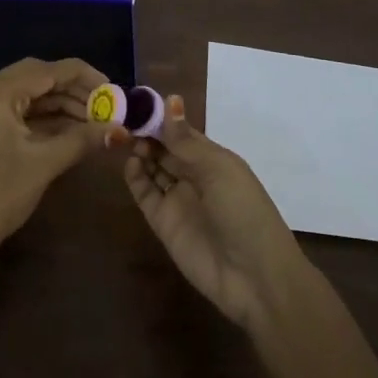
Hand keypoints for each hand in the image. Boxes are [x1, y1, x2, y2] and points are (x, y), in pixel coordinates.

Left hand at [0, 58, 119, 276]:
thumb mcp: (44, 164)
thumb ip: (82, 140)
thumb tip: (119, 130)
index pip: (47, 70)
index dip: (83, 76)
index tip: (113, 89)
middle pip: (37, 78)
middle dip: (73, 90)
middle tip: (105, 105)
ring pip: (29, 96)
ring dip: (61, 105)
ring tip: (95, 120)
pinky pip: (20, 113)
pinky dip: (45, 119)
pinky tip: (72, 131)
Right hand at [124, 94, 305, 326]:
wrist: (255, 278)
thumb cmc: (244, 211)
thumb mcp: (218, 169)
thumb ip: (186, 141)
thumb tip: (170, 99)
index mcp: (213, 159)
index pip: (181, 132)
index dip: (161, 118)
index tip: (137, 102)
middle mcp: (194, 176)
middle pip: (164, 149)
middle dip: (146, 133)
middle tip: (122, 118)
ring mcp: (178, 200)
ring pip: (152, 168)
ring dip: (140, 151)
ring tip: (123, 138)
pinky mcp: (163, 223)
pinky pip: (146, 194)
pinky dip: (135, 177)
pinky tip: (130, 163)